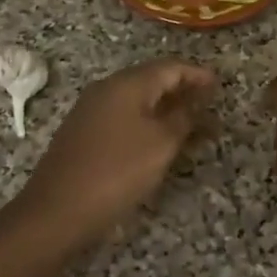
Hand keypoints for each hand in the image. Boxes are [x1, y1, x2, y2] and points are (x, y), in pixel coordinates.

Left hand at [11, 58, 216, 245]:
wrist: (57, 210)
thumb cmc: (116, 171)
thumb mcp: (161, 144)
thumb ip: (183, 117)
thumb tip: (198, 99)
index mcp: (126, 84)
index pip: (170, 67)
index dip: (197, 74)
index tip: (220, 85)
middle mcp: (106, 89)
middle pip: (151, 80)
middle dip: (182, 91)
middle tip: (209, 106)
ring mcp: (91, 111)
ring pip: (137, 100)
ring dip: (165, 109)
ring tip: (190, 127)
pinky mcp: (83, 133)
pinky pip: (123, 117)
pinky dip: (146, 122)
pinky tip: (157, 142)